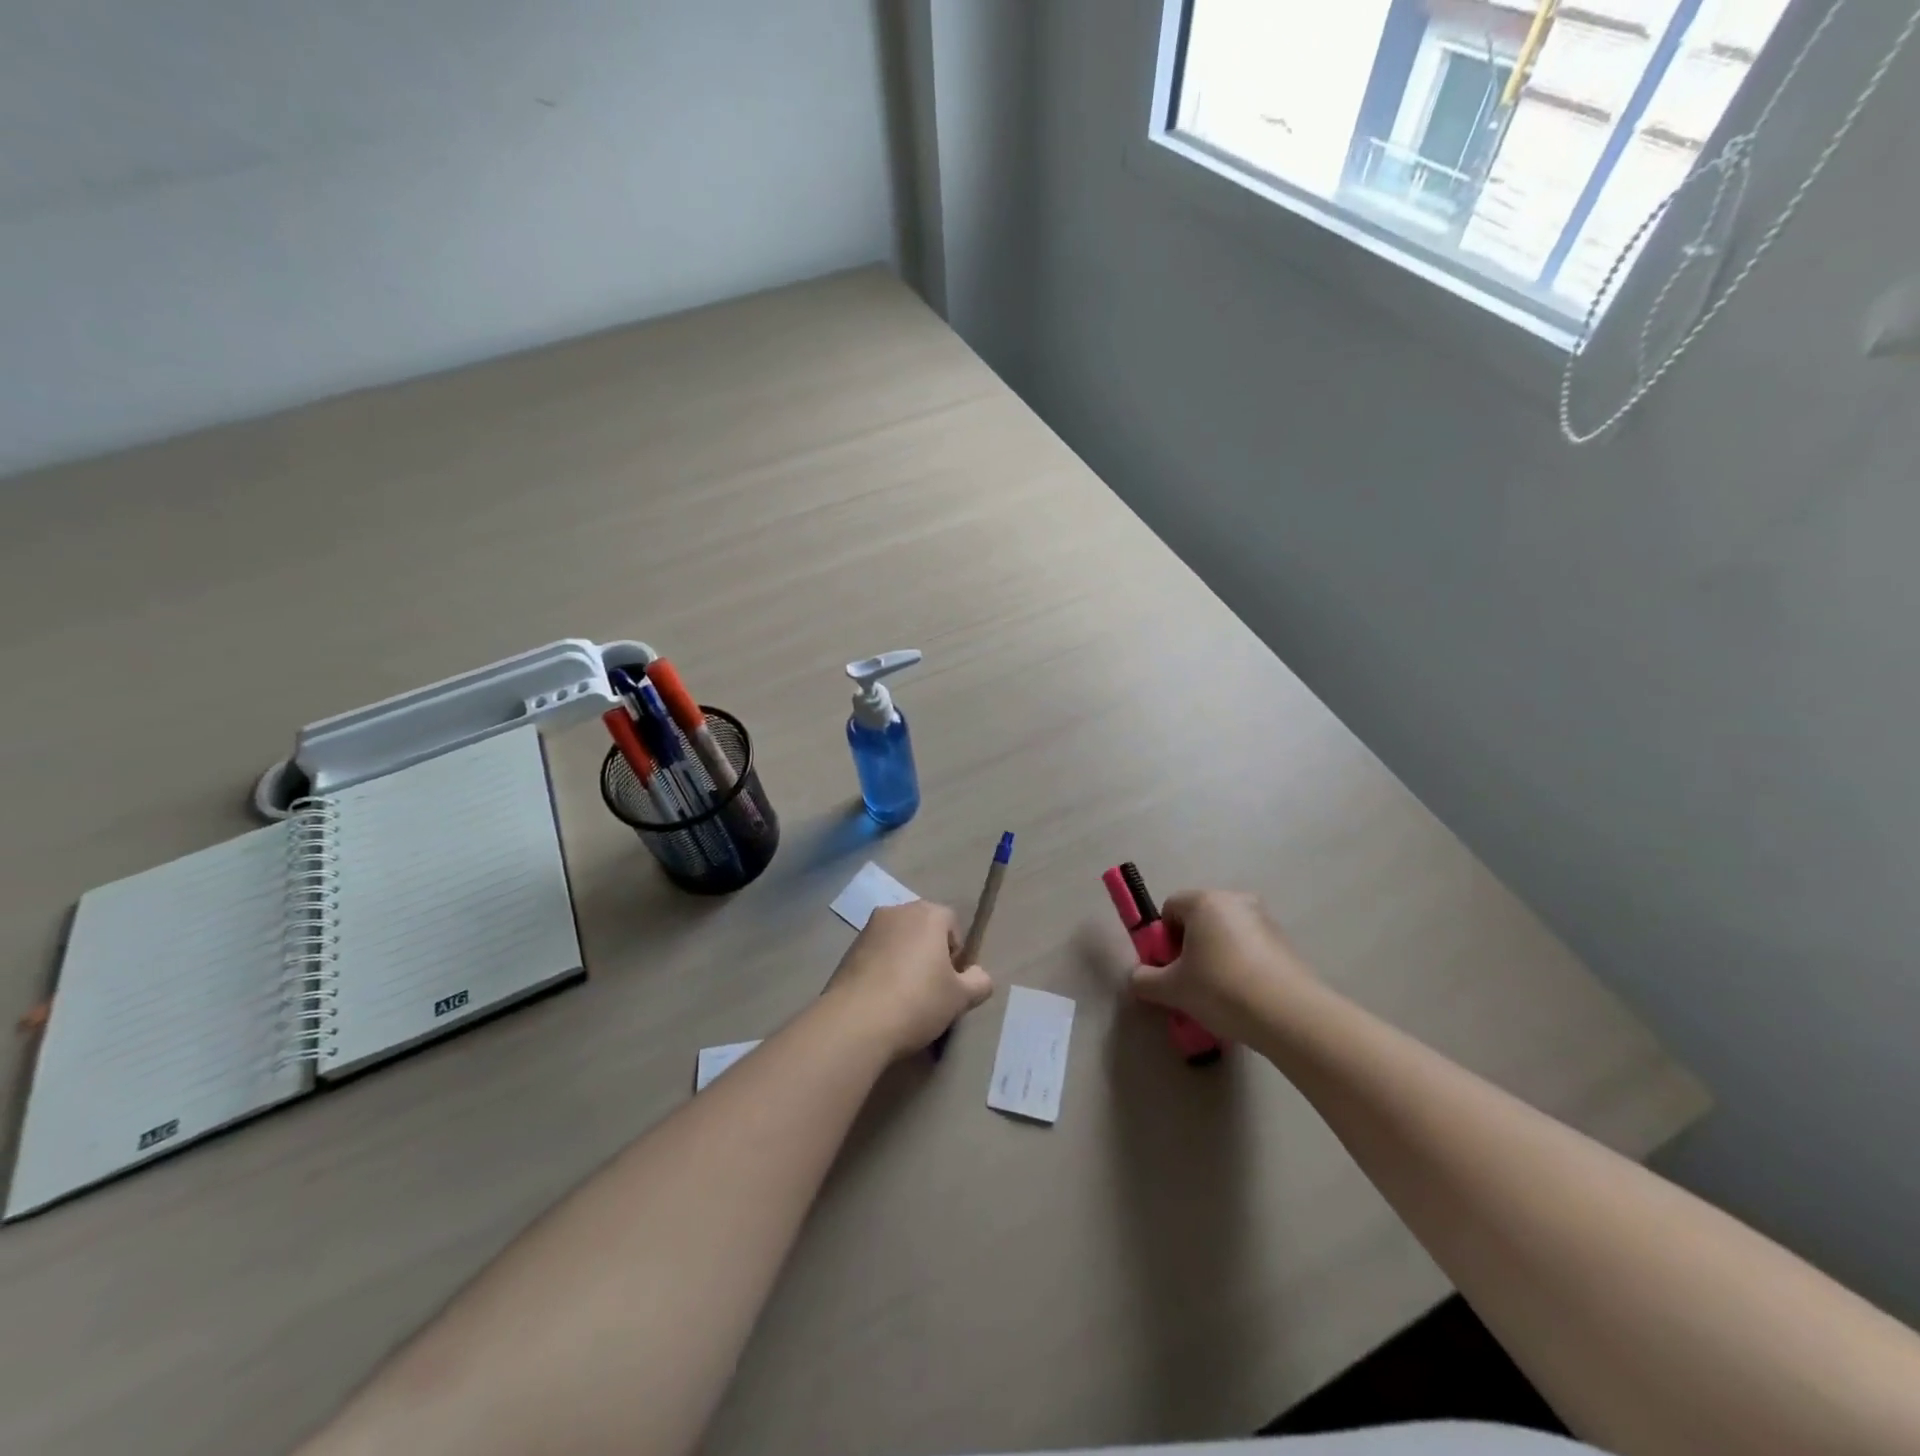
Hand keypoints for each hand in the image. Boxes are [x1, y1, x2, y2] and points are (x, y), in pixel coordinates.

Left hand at [823, 900, 993, 1059]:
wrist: (855, 1022)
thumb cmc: (917, 1001)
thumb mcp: (960, 998)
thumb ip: (979, 981)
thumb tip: (977, 975)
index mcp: (927, 914)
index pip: (952, 923)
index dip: (956, 953)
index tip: (951, 982)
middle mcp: (897, 912)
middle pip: (923, 928)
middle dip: (930, 953)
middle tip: (931, 990)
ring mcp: (868, 929)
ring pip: (898, 941)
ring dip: (905, 961)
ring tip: (905, 998)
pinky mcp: (848, 950)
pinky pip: (876, 955)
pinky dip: (883, 970)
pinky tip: (882, 1000)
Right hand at [1129, 890, 1314, 1042]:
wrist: (1288, 1015)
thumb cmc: (1221, 989)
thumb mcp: (1172, 989)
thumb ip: (1145, 980)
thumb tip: (1139, 977)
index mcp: (1204, 901)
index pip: (1170, 908)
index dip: (1163, 939)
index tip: (1169, 968)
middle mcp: (1235, 900)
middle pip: (1199, 919)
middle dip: (1189, 947)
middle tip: (1190, 982)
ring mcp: (1264, 919)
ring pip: (1226, 934)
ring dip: (1216, 956)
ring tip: (1219, 995)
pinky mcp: (1285, 942)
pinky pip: (1250, 947)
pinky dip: (1241, 965)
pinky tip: (1244, 996)